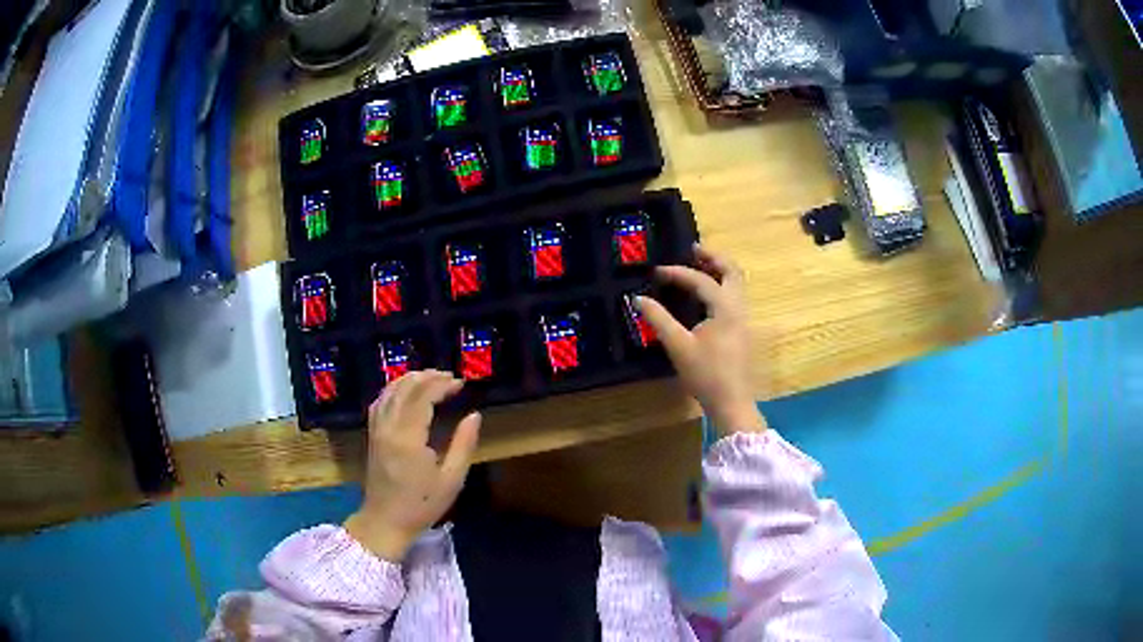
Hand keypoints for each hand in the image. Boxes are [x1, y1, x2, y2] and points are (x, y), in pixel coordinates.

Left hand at [344, 370, 481, 561]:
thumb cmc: (421, 505)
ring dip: (410, 379)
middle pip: (405, 389)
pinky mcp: (372, 435)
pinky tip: (405, 390)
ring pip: (389, 391)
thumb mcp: (451, 480)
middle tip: (449, 377)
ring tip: (431, 377)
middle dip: (427, 377)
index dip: (442, 385)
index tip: (460, 384)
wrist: (385, 521)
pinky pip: (380, 402)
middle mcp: (389, 428)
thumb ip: (464, 445)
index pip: (423, 397)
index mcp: (408, 439)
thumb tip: (474, 415)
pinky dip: (393, 389)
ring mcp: (377, 430)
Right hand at [636, 245, 766, 434]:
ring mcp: (744, 319)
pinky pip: (736, 296)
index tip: (657, 272)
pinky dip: (723, 285)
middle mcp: (739, 307)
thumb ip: (658, 320)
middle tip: (692, 249)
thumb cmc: (706, 374)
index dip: (678, 273)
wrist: (732, 402)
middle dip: (713, 257)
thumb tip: (638, 298)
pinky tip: (707, 294)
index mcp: (725, 308)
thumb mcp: (678, 346)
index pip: (702, 280)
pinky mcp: (743, 330)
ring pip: (737, 283)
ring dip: (720, 270)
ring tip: (699, 265)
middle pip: (732, 271)